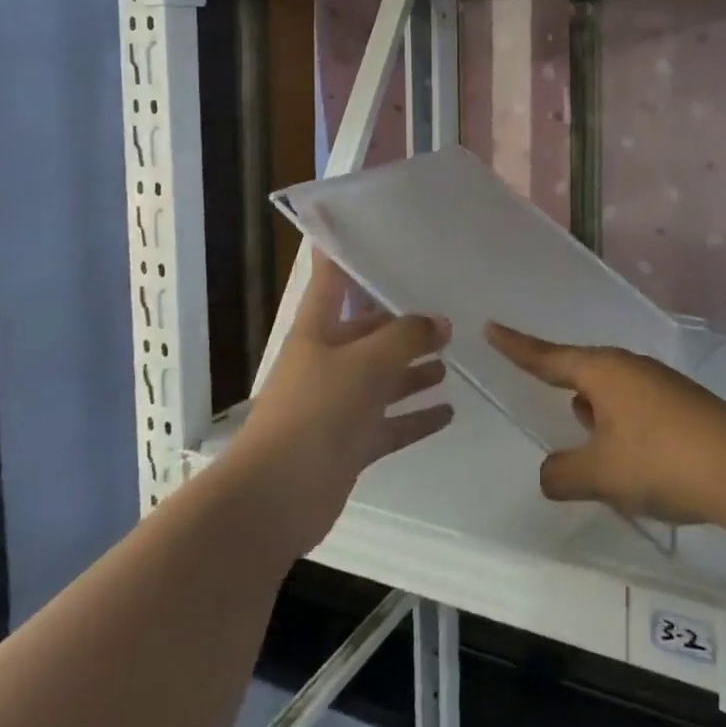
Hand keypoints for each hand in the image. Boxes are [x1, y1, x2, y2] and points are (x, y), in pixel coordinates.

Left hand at [230, 255, 453, 557]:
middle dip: (403, 321)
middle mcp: (327, 361)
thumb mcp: (366, 363)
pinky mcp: (349, 443)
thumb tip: (440, 322)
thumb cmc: (316, 413)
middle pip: (368, 331)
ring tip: (451, 356)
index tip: (369, 226)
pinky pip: (390, 423)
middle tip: (446, 307)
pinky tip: (449, 411)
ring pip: (383, 377)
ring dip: (414, 369)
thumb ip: (407, 337)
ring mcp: (338, 404)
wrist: (274, 499)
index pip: (331, 278)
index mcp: (318, 330)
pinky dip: (416, 417)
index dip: (344, 250)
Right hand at [486, 324, 725, 525]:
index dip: (517, 347)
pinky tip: (627, 456)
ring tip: (583, 432)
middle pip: (583, 370)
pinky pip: (636, 408)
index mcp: (603, 371)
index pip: (548, 357)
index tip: (492, 328)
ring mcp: (660, 385)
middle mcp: (630, 368)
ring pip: (612, 392)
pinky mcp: (682, 407)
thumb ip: (563, 474)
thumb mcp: (600, 474)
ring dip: (594, 411)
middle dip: (562, 384)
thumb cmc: (660, 460)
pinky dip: (621, 426)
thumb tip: (550, 473)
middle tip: (539, 384)